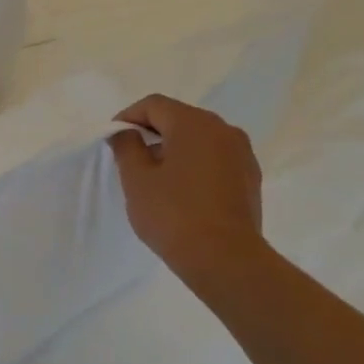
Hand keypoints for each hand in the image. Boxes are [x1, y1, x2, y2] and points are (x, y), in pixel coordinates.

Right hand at [108, 94, 266, 290]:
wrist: (225, 258)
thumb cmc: (173, 214)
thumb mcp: (136, 180)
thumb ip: (127, 147)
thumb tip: (126, 133)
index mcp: (193, 124)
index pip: (154, 105)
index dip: (128, 117)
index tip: (113, 139)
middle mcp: (223, 129)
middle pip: (179, 118)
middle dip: (152, 132)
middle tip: (130, 157)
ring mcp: (242, 153)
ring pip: (199, 139)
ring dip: (174, 148)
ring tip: (155, 177)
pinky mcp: (250, 177)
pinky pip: (215, 158)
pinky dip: (195, 164)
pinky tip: (182, 191)